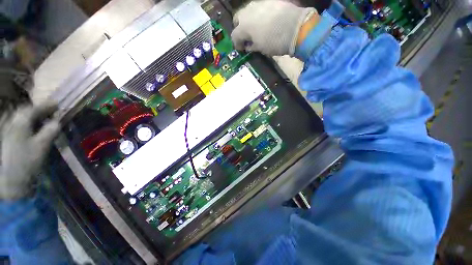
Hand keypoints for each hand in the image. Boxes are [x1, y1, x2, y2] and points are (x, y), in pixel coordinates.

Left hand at [0, 102, 60, 199]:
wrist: (11, 180)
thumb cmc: (26, 161)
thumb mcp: (41, 146)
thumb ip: (50, 132)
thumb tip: (57, 122)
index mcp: (20, 123)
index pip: (34, 109)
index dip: (46, 105)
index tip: (58, 104)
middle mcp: (13, 124)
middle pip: (26, 112)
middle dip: (40, 110)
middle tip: (53, 111)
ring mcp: (10, 132)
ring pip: (23, 119)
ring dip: (35, 117)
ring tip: (45, 118)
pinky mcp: (10, 139)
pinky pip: (21, 126)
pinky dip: (30, 124)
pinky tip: (35, 128)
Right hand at [231, 0, 316, 55]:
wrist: (296, 28)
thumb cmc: (275, 43)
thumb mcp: (260, 48)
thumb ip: (251, 46)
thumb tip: (247, 45)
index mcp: (244, 26)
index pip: (235, 36)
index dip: (237, 44)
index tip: (241, 49)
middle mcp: (248, 12)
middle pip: (238, 19)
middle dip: (240, 28)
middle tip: (246, 36)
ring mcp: (259, 3)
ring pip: (248, 11)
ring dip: (249, 20)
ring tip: (256, 28)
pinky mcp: (270, 0)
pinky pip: (260, 7)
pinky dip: (259, 14)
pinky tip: (266, 20)